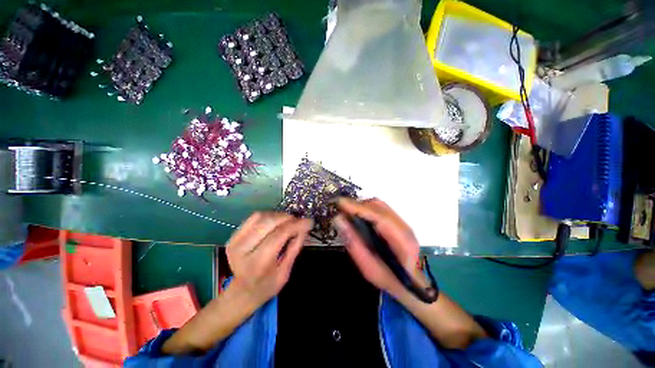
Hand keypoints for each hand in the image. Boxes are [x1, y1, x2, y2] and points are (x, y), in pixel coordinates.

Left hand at [226, 212, 312, 307]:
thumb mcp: (285, 273)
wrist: (242, 291)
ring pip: (261, 216)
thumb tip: (304, 227)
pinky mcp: (233, 236)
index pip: (279, 234)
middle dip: (288, 218)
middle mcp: (243, 250)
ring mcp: (235, 241)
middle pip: (269, 222)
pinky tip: (276, 222)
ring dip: (278, 216)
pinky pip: (254, 218)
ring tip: (289, 221)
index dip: (296, 225)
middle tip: (299, 221)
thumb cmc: (267, 285)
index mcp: (258, 263)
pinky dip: (268, 216)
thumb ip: (295, 248)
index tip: (309, 222)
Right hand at [333, 198, 425, 298]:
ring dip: (362, 206)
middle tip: (341, 210)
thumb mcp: (369, 268)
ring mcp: (403, 223)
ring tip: (348, 213)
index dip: (359, 208)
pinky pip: (380, 208)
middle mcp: (405, 227)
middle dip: (358, 205)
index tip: (341, 203)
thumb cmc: (389, 279)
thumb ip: (354, 244)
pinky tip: (358, 216)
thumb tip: (339, 219)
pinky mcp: (398, 221)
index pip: (379, 217)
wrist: (409, 283)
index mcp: (402, 242)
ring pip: (379, 205)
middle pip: (379, 207)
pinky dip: (367, 209)